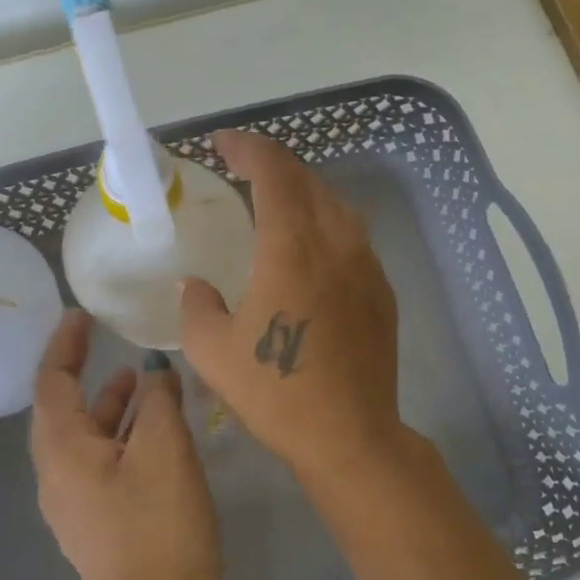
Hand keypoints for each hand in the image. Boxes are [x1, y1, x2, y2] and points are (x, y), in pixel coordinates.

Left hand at [30, 311, 222, 579]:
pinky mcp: (100, 526)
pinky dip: (125, 438)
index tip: (81, 314)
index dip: (65, 345)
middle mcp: (58, 476)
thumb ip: (157, 400)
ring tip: (146, 381)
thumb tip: (154, 373)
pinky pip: (104, 465)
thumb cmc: (159, 527)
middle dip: (89, 375)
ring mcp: (77, 505)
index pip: (52, 382)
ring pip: (88, 440)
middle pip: (66, 412)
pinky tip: (160, 434)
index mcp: (63, 451)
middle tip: (115, 344)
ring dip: (112, 407)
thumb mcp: (164, 449)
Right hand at [179, 130, 403, 480]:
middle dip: (273, 165)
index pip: (274, 171)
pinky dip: (327, 225)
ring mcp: (367, 265)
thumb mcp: (213, 351)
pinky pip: (353, 238)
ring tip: (276, 204)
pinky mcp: (382, 291)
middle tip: (243, 170)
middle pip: (308, 180)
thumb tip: (196, 285)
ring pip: (337, 205)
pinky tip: (311, 250)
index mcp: (292, 246)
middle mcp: (336, 243)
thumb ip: (197, 306)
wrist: (350, 434)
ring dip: (304, 192)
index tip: (222, 145)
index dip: (247, 147)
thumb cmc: (276, 392)